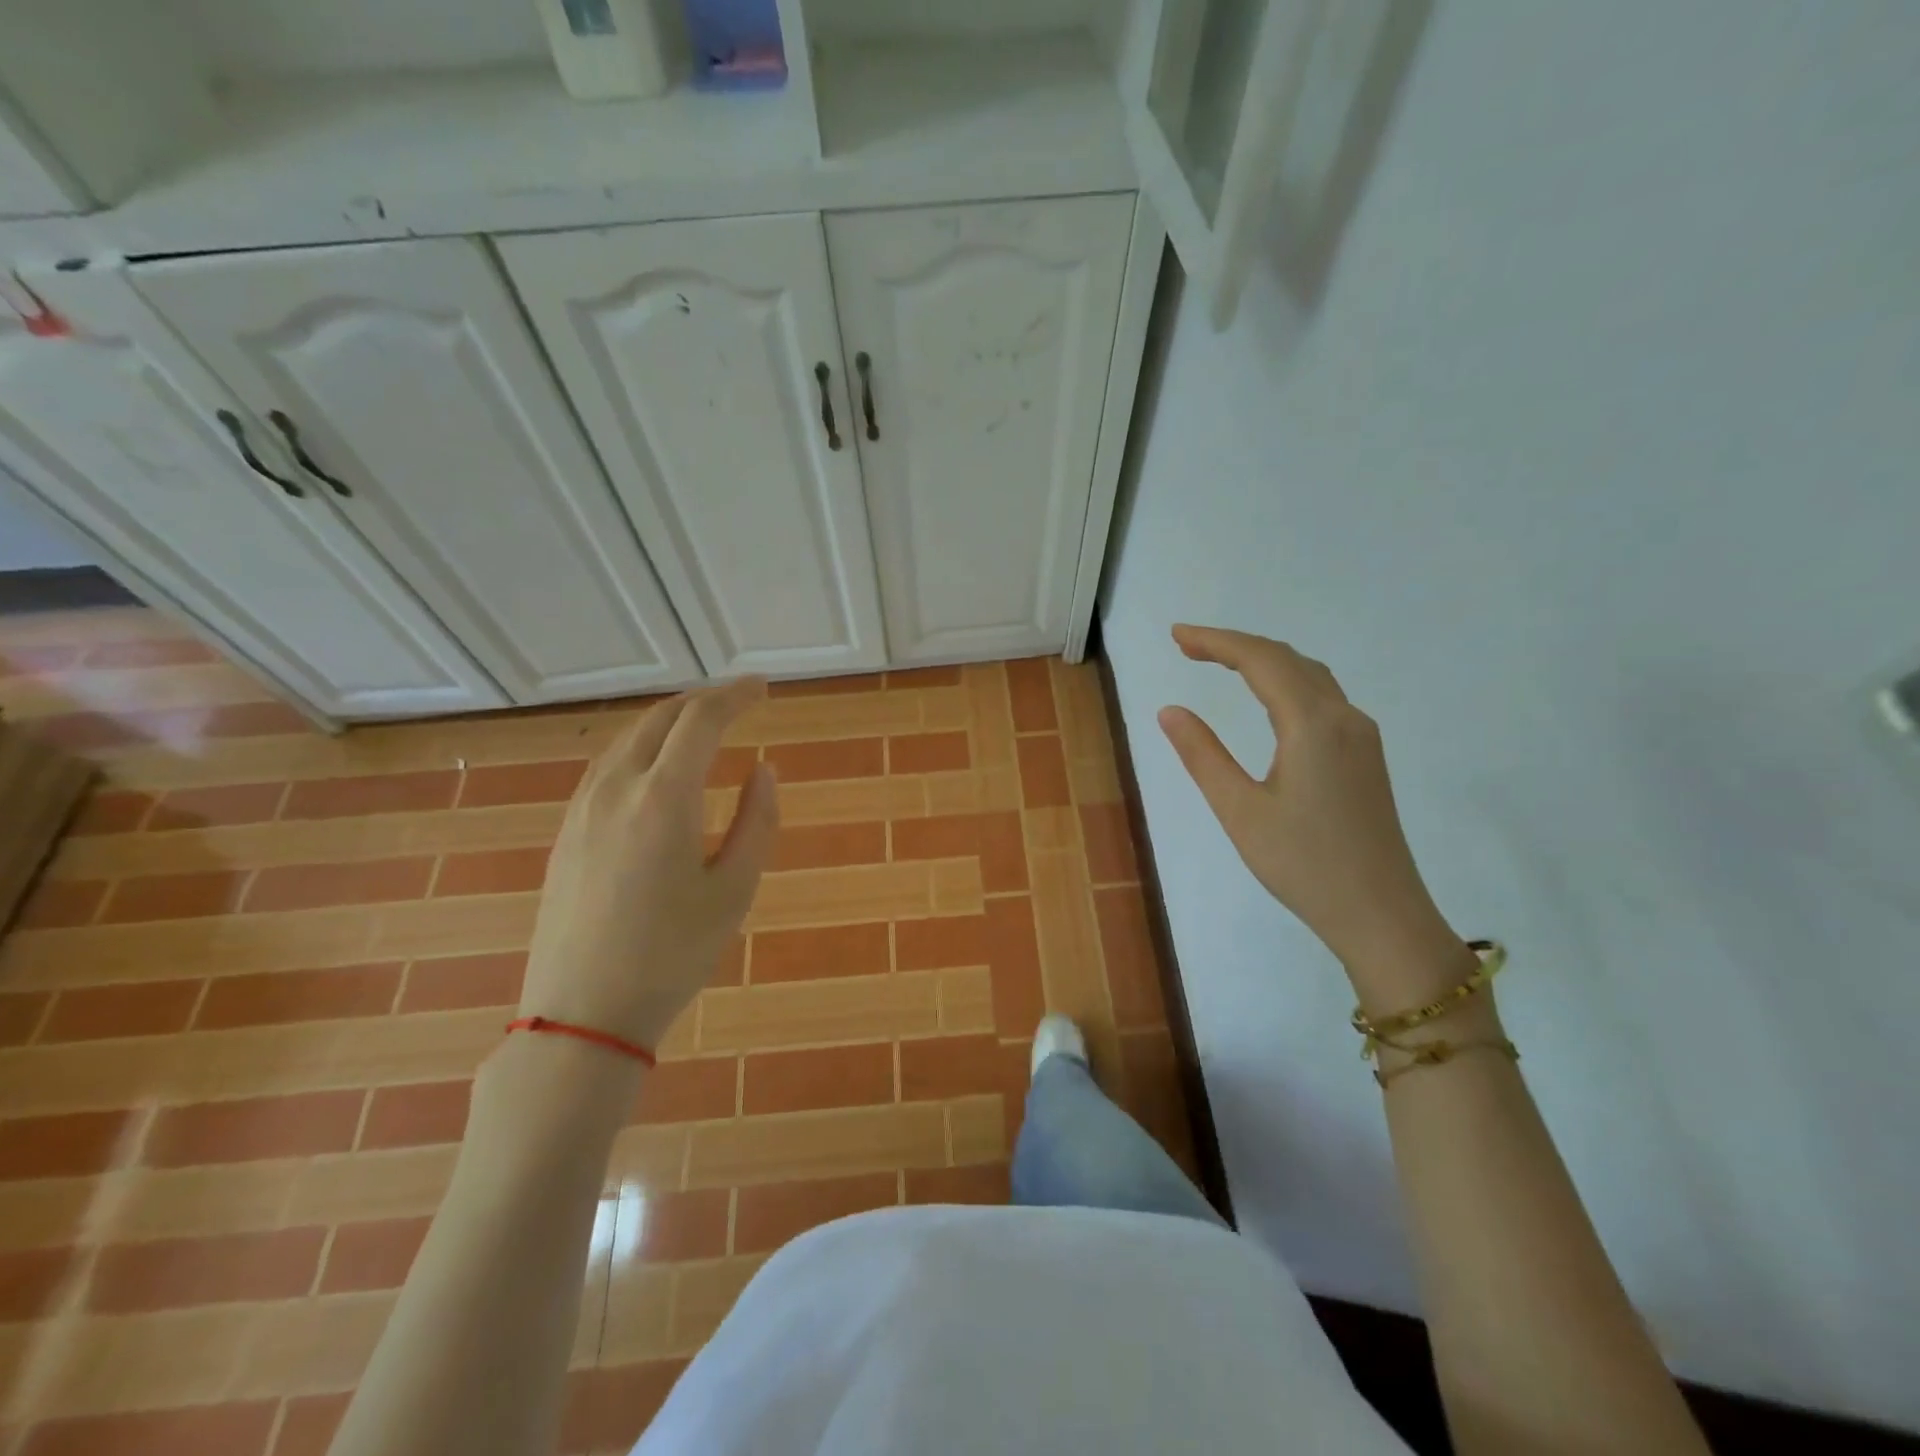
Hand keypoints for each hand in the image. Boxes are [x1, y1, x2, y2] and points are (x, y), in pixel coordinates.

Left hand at [519, 679, 778, 1050]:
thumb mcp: (735, 890)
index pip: (702, 720)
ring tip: (702, 728)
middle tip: (739, 702)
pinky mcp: (567, 831)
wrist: (583, 1012)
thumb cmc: (673, 953)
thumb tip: (763, 769)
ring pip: (629, 739)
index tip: (763, 687)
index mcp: (664, 797)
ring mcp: (583, 808)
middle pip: (661, 718)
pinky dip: (642, 748)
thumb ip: (758, 821)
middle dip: (703, 700)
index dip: (736, 695)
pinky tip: (656, 769)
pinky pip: (608, 766)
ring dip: (670, 721)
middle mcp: (617, 787)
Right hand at [1157, 625, 1472, 1004]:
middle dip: (1236, 645)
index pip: (1261, 661)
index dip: (1216, 641)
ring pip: (1310, 675)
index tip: (1177, 635)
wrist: (1381, 914)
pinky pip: (1323, 697)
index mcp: (1313, 725)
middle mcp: (1344, 717)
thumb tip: (1169, 710)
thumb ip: (1203, 755)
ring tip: (1219, 662)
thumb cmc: (1304, 865)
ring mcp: (1361, 736)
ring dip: (1263, 660)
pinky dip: (1285, 681)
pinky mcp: (1366, 755)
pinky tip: (1268, 698)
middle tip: (1187, 646)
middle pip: (1287, 659)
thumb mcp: (1240, 811)